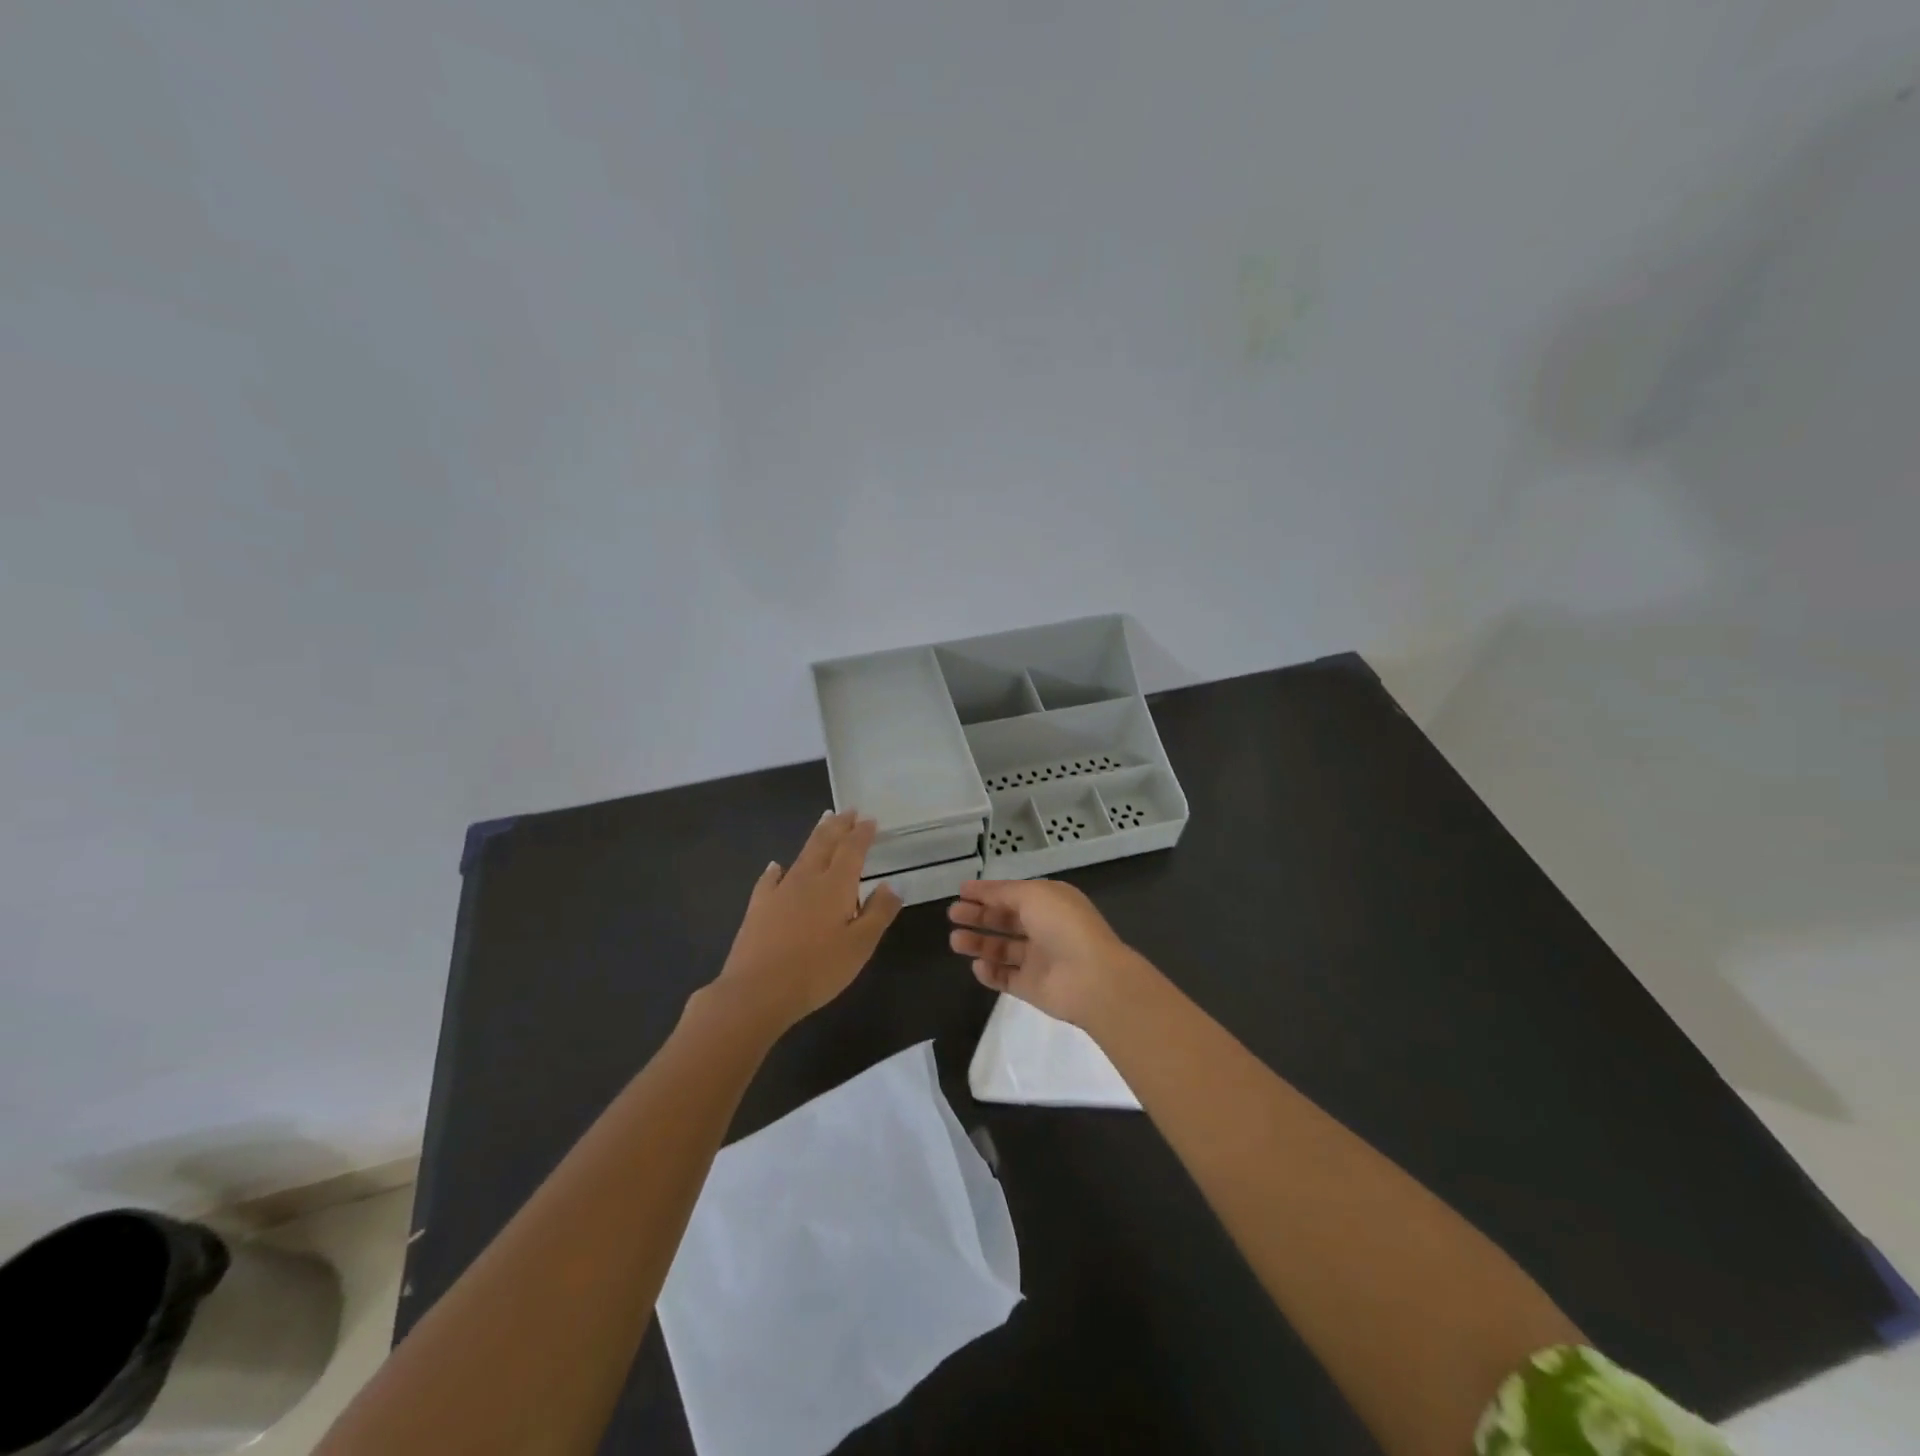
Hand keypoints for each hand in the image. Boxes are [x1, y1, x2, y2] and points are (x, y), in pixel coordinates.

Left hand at [712, 811, 902, 1030]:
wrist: (757, 991)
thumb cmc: (818, 970)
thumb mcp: (860, 945)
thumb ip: (878, 912)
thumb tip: (892, 884)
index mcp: (835, 886)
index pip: (852, 850)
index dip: (862, 833)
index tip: (870, 819)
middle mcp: (807, 879)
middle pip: (825, 843)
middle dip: (838, 825)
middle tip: (848, 811)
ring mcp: (779, 892)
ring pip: (801, 855)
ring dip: (815, 837)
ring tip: (823, 822)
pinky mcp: (758, 908)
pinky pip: (769, 880)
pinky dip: (776, 869)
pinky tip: (776, 866)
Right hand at [947, 879, 1153, 1028]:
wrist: (1091, 978)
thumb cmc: (1063, 926)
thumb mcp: (1033, 894)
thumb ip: (1003, 892)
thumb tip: (982, 890)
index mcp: (1050, 902)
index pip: (1013, 894)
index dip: (988, 892)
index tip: (961, 891)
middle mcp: (1044, 928)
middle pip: (1005, 920)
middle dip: (979, 915)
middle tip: (953, 914)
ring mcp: (1039, 959)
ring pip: (1002, 949)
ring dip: (979, 943)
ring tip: (955, 940)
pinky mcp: (1032, 987)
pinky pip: (1005, 978)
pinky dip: (990, 972)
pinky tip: (977, 965)